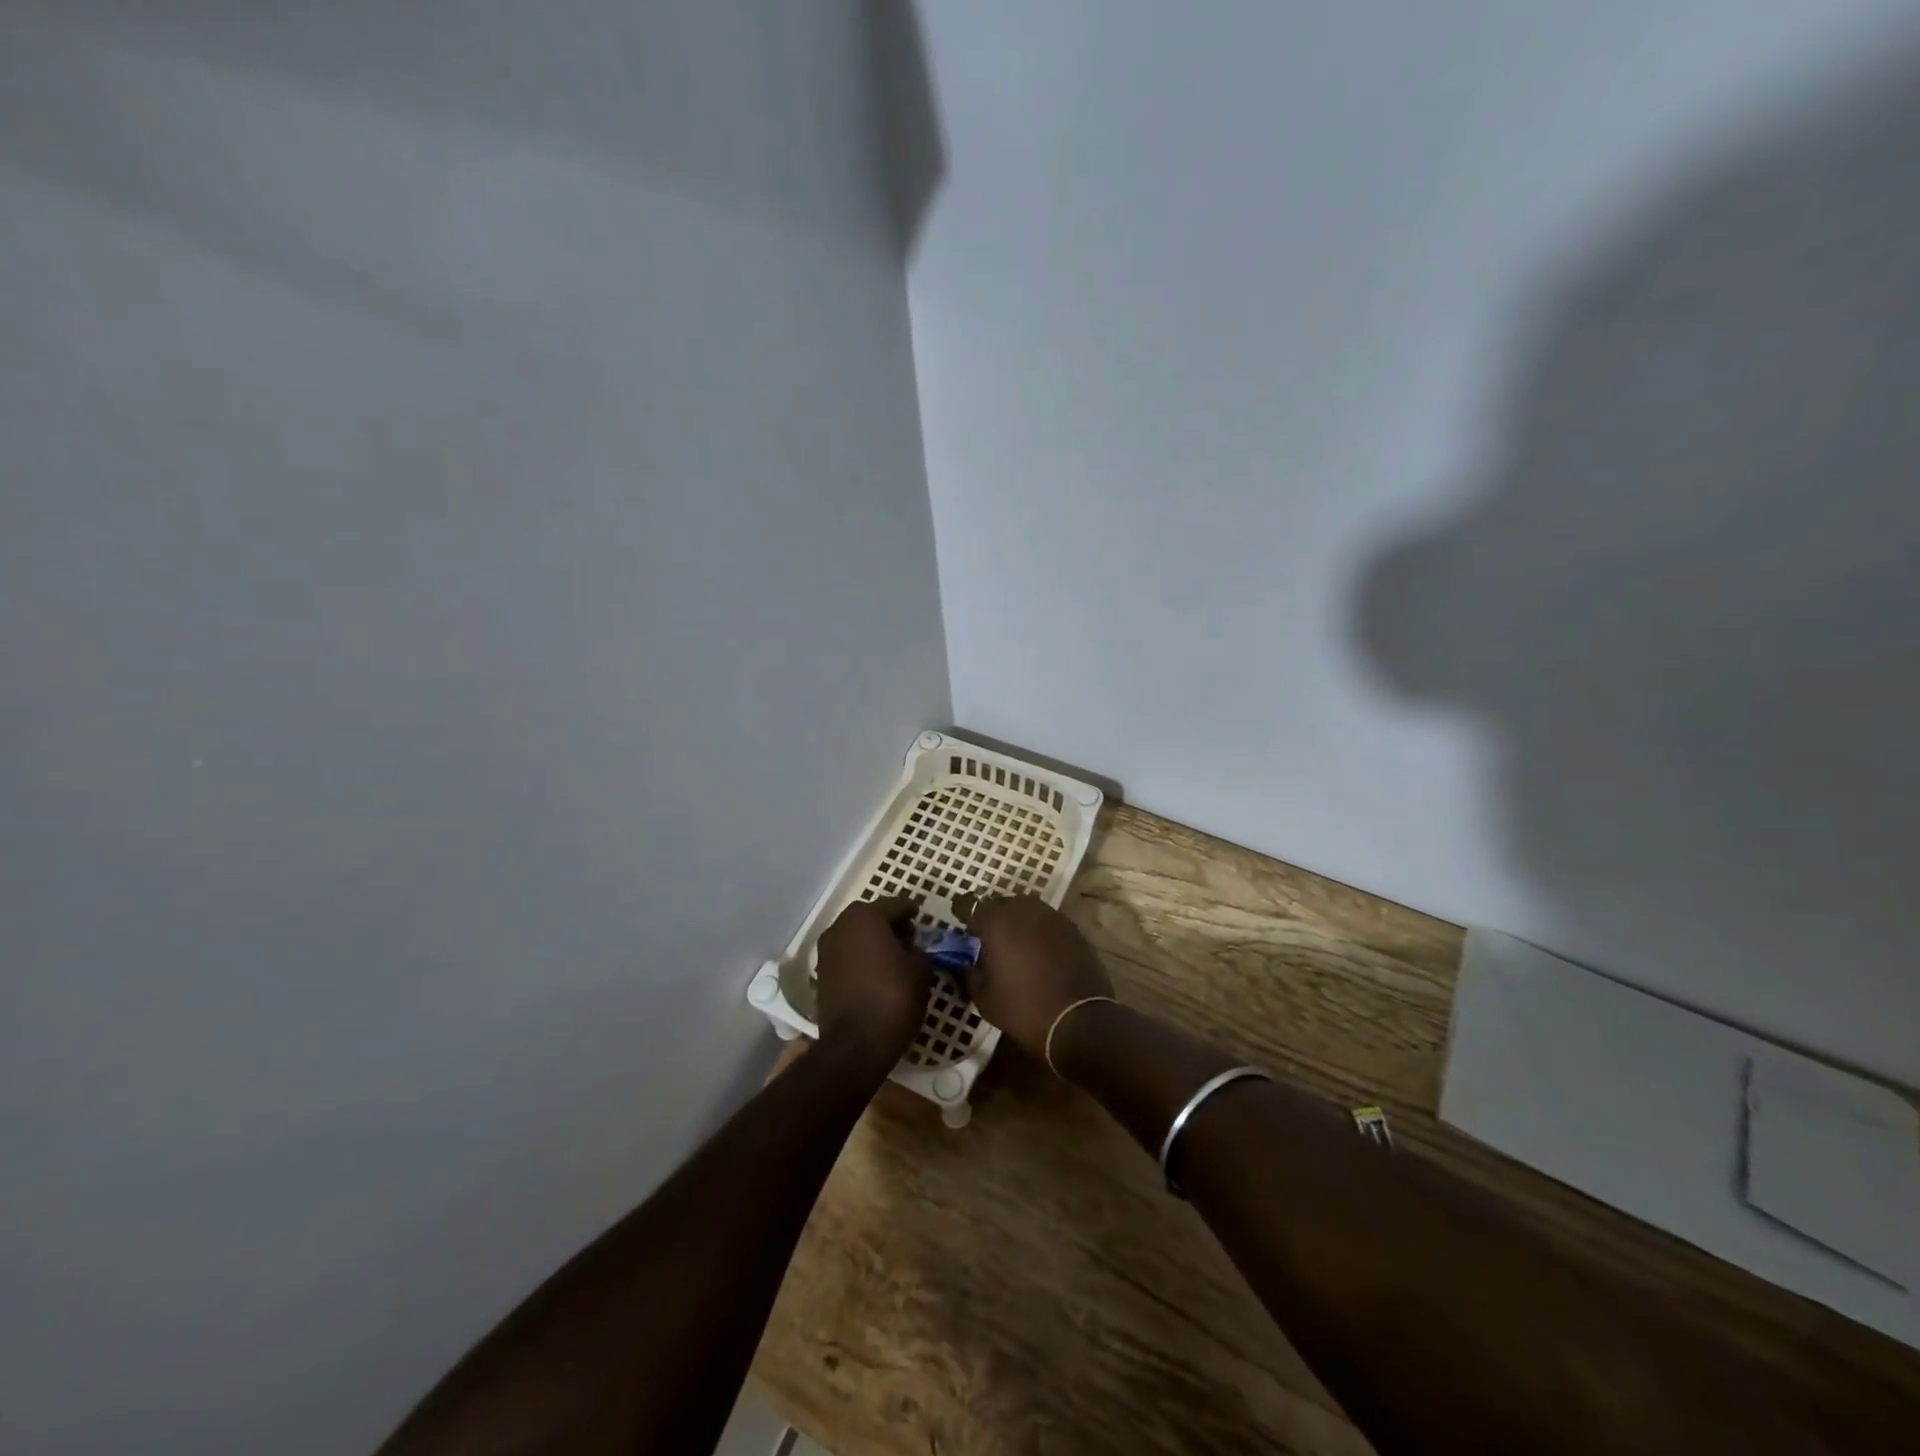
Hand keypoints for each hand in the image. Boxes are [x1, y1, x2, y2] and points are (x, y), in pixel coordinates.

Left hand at [813, 896, 932, 1078]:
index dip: (911, 911)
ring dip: (872, 941)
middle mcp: (841, 926)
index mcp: (866, 917)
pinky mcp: (821, 973)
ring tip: (893, 957)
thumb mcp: (921, 970)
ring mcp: (826, 950)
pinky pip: (846, 955)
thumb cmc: (893, 998)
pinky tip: (876, 973)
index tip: (921, 918)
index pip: (895, 905)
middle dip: (890, 924)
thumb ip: (919, 950)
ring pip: (855, 935)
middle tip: (909, 938)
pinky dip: (860, 958)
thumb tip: (913, 949)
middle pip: (871, 917)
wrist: (855, 1044)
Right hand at [953, 893, 1114, 1060]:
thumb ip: (969, 973)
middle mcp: (1023, 910)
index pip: (970, 903)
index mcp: (995, 922)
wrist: (1079, 1021)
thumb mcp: (984, 998)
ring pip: (1026, 909)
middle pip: (1000, 903)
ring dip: (1017, 921)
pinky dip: (1038, 931)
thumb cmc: (1023, 1010)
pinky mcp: (1072, 928)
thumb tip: (964, 962)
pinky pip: (1047, 922)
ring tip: (1014, 943)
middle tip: (988, 937)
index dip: (962, 910)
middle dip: (991, 916)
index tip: (959, 919)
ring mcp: (1051, 916)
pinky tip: (1039, 952)